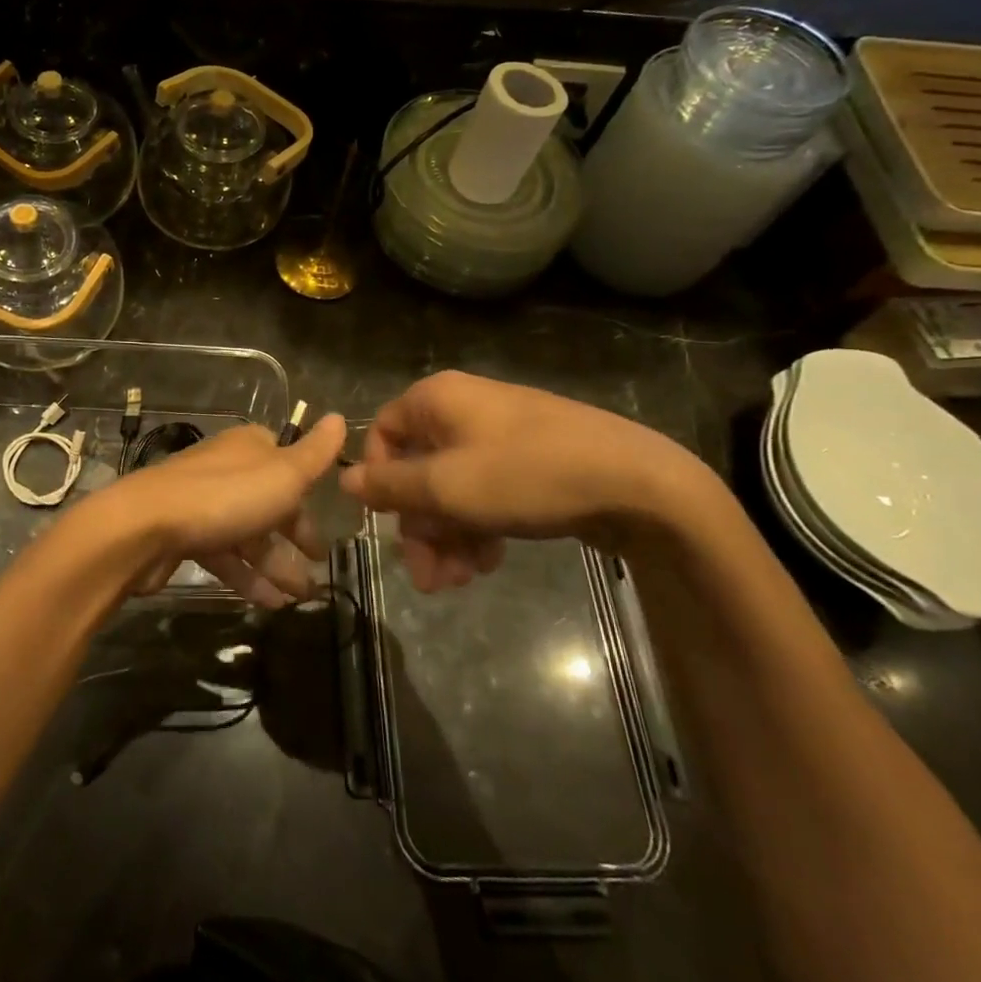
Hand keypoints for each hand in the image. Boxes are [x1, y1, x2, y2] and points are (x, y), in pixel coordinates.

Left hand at [84, 415, 347, 607]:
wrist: (145, 528)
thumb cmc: (225, 497)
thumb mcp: (283, 474)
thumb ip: (315, 453)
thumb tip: (340, 417)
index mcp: (250, 447)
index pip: (287, 463)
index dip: (307, 492)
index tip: (327, 519)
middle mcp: (226, 469)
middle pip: (269, 502)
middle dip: (296, 537)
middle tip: (319, 568)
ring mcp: (202, 503)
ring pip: (249, 533)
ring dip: (276, 565)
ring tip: (301, 598)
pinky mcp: (184, 535)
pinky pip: (225, 555)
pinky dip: (248, 577)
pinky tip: (269, 604)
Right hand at [339, 371, 717, 592]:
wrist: (637, 482)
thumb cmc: (526, 475)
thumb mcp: (446, 487)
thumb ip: (390, 487)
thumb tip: (343, 480)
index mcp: (437, 400)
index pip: (382, 434)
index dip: (379, 481)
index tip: (387, 524)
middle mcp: (463, 409)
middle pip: (418, 469)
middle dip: (420, 527)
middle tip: (427, 578)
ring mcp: (500, 435)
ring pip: (453, 487)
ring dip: (448, 536)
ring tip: (459, 581)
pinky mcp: (530, 461)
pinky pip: (486, 491)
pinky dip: (479, 526)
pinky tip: (489, 562)